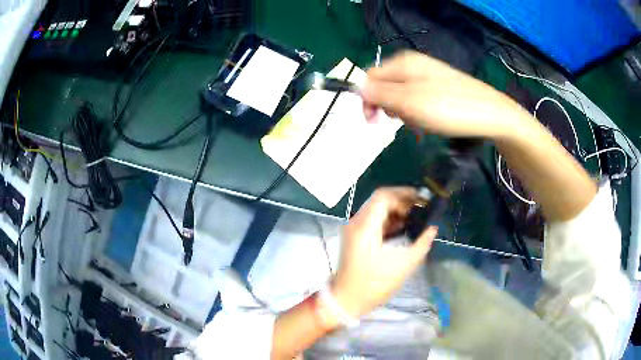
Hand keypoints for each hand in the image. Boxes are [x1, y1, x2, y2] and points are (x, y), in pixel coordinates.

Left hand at [331, 187, 437, 318]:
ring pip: (376, 210)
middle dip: (402, 201)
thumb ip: (421, 243)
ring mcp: (353, 230)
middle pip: (379, 200)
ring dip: (395, 210)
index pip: (383, 196)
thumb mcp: (404, 265)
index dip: (404, 193)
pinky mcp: (354, 237)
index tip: (422, 200)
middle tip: (421, 209)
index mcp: (365, 227)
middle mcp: (356, 223)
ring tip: (415, 218)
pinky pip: (372, 221)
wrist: (346, 300)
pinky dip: (388, 220)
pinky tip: (403, 228)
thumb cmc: (374, 285)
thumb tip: (432, 228)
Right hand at [360, 51, 530, 139]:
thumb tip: (358, 88)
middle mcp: (413, 64)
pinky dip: (417, 112)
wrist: (492, 114)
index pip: (369, 78)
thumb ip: (381, 94)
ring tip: (419, 126)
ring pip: (401, 94)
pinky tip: (429, 122)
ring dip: (403, 113)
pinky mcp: (439, 87)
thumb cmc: (451, 109)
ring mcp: (427, 75)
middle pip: (385, 86)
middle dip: (388, 107)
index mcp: (403, 63)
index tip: (374, 122)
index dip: (367, 100)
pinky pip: (417, 98)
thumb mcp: (410, 103)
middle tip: (402, 124)